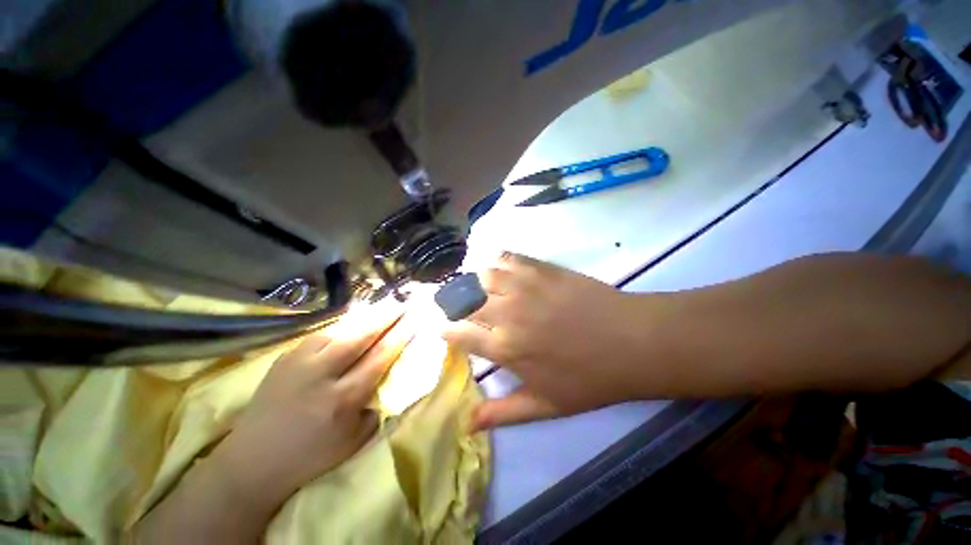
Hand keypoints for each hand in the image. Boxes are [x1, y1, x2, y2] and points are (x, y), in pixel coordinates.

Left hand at [215, 302, 414, 508]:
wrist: (252, 462)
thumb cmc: (312, 456)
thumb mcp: (356, 440)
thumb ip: (380, 405)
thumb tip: (398, 377)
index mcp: (343, 399)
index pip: (381, 356)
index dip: (402, 334)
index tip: (416, 318)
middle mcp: (322, 375)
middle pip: (362, 335)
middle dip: (387, 315)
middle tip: (404, 302)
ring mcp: (299, 362)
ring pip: (341, 329)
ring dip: (368, 315)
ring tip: (386, 304)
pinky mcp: (286, 357)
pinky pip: (323, 333)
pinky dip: (345, 324)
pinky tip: (357, 319)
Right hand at [444, 253, 655, 430]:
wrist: (631, 342)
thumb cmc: (589, 378)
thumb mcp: (545, 406)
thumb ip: (503, 413)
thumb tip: (467, 425)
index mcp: (505, 347)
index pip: (458, 333)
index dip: (446, 331)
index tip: (445, 330)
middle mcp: (507, 312)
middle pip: (463, 300)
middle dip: (453, 303)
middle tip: (457, 307)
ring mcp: (523, 286)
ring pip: (481, 275)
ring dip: (473, 282)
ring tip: (478, 288)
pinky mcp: (541, 268)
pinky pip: (507, 257)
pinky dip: (496, 262)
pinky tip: (500, 269)